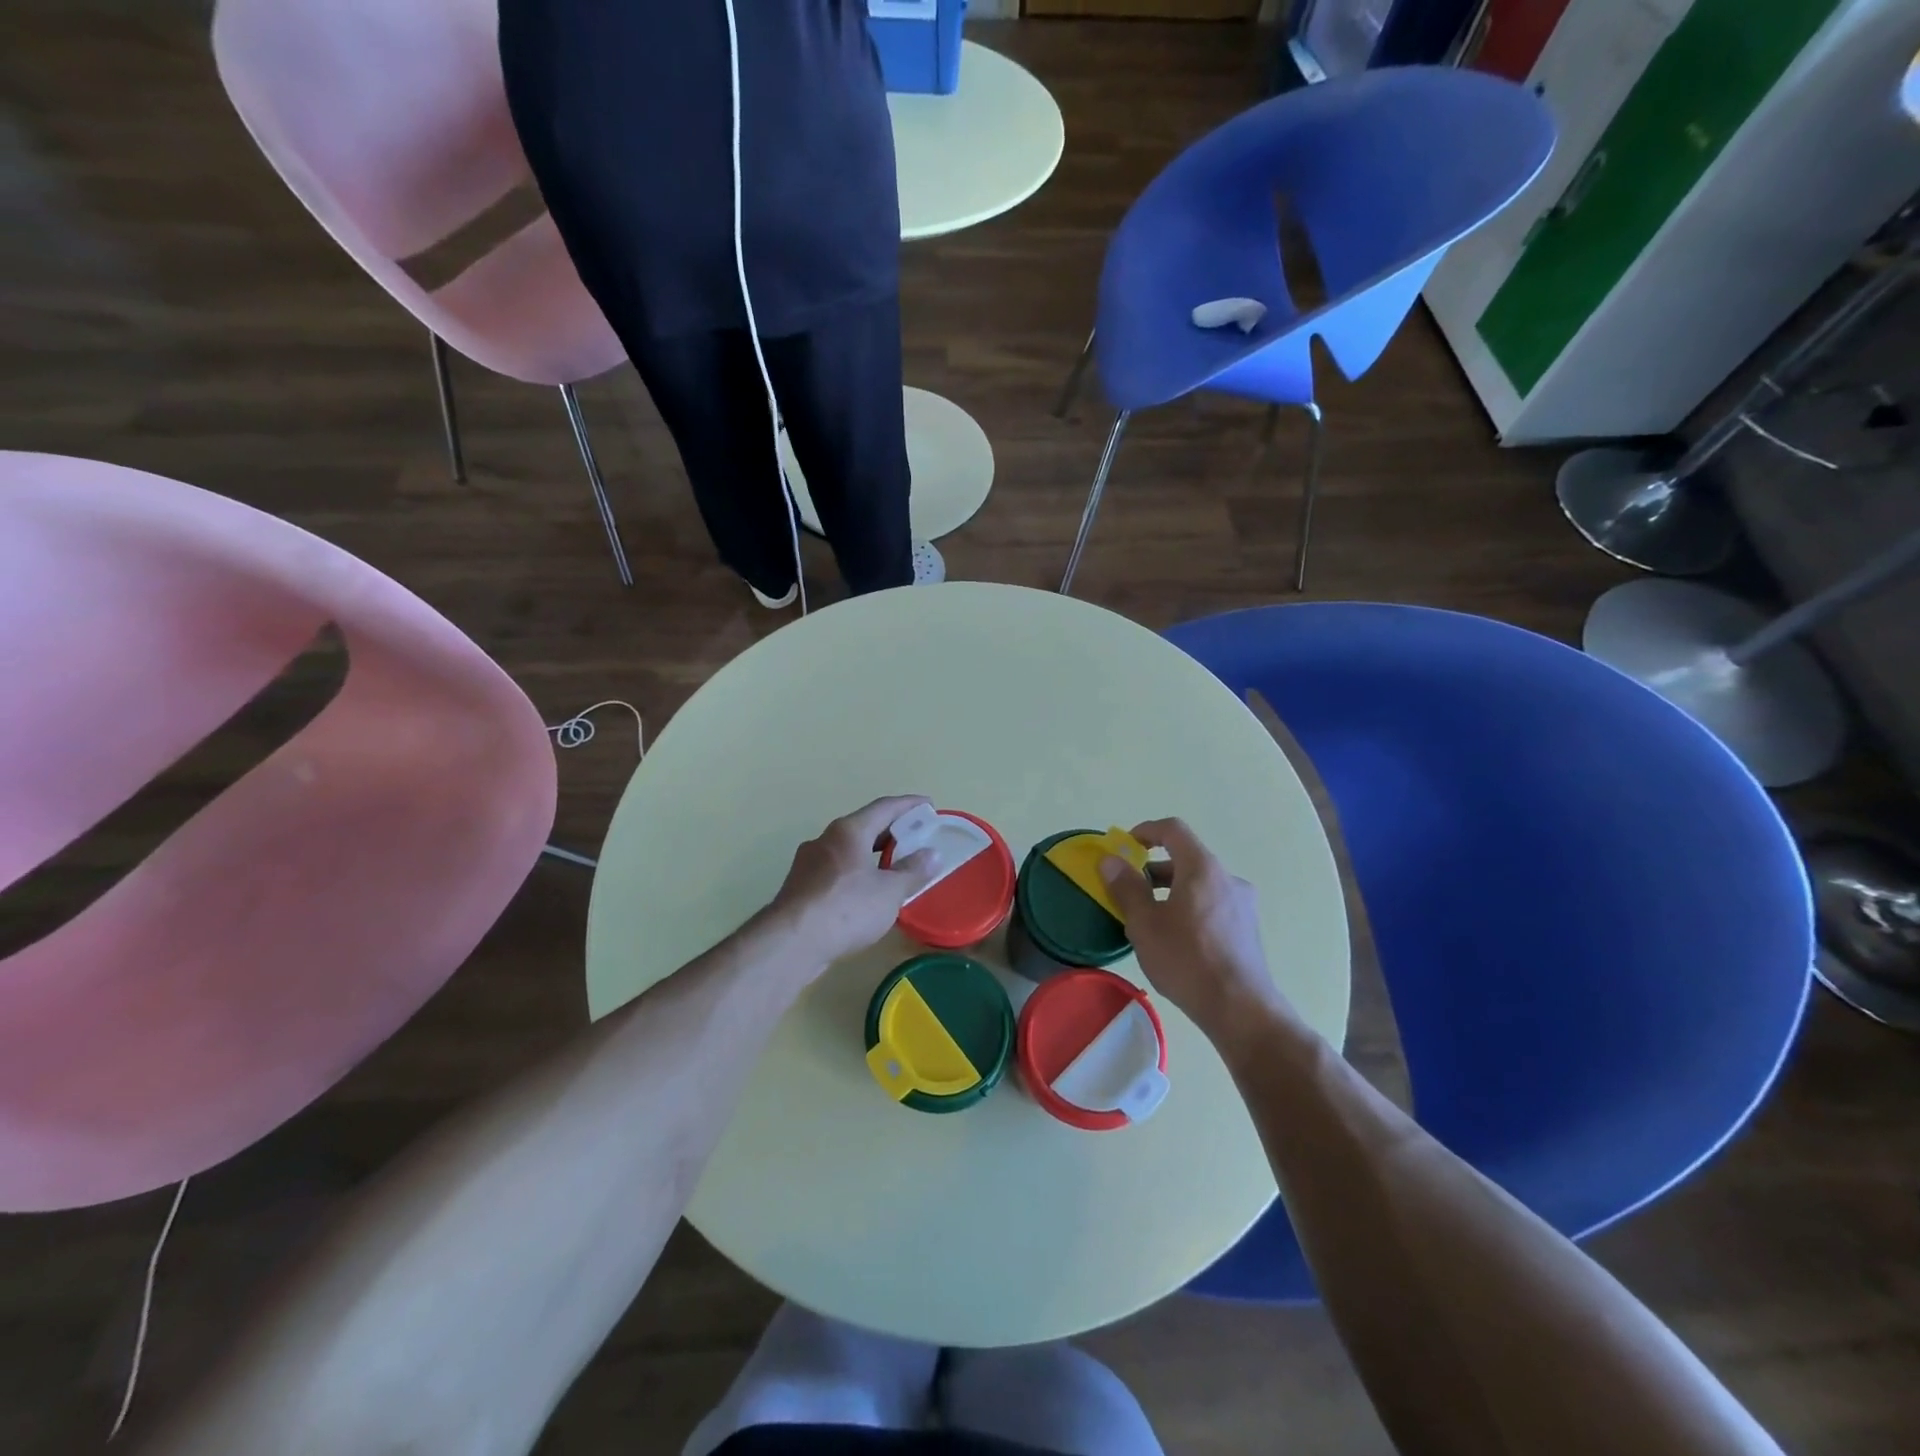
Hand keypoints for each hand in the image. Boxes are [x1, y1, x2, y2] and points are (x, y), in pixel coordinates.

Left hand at [767, 796, 938, 970]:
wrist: (791, 943)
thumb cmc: (846, 908)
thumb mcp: (889, 892)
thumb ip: (913, 871)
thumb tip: (933, 854)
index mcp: (849, 831)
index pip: (885, 807)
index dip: (909, 805)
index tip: (928, 805)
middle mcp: (826, 839)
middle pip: (864, 826)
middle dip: (891, 831)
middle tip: (916, 838)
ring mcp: (808, 862)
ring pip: (848, 849)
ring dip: (872, 854)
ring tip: (894, 867)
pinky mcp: (800, 886)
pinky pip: (836, 870)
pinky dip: (856, 872)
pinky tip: (866, 892)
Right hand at [1100, 817, 1290, 1039]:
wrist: (1240, 1008)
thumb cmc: (1187, 959)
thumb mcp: (1145, 924)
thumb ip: (1126, 888)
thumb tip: (1111, 861)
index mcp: (1202, 868)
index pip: (1174, 830)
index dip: (1146, 830)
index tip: (1125, 846)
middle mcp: (1227, 878)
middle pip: (1187, 858)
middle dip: (1154, 868)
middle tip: (1130, 890)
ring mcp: (1243, 904)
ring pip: (1200, 884)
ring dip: (1172, 890)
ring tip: (1150, 919)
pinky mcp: (1247, 928)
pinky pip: (1212, 904)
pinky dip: (1190, 907)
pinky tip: (1177, 939)